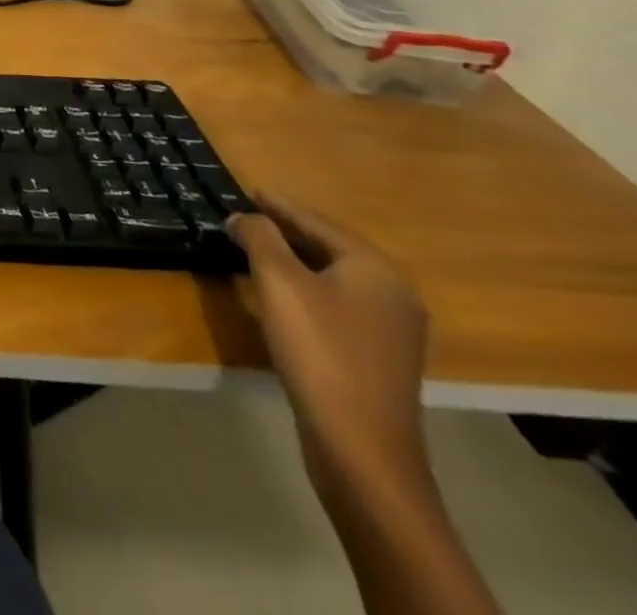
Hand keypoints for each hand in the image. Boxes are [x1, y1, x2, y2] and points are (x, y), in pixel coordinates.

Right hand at [229, 194, 430, 488]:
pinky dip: (307, 286)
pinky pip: (338, 302)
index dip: (280, 205)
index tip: (249, 191)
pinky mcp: (379, 356)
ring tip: (258, 247)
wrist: (360, 445)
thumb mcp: (278, 282)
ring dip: (296, 259)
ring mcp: (392, 329)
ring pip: (334, 276)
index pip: (318, 222)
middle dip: (288, 230)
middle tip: (248, 215)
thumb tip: (243, 217)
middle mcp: (393, 293)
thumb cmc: (319, 350)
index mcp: (375, 269)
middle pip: (331, 247)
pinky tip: (282, 293)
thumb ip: (259, 238)